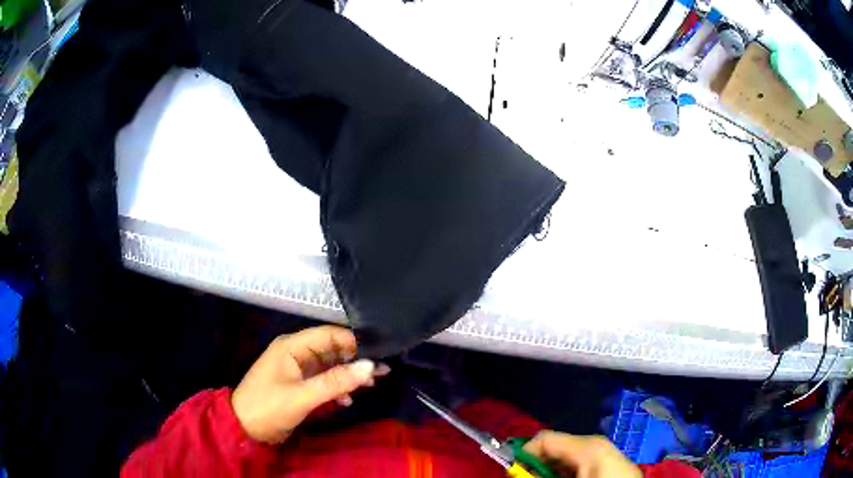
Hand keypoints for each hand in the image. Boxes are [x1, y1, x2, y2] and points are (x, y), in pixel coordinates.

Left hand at [231, 325, 388, 443]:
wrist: (243, 428)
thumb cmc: (269, 407)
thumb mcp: (303, 396)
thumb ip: (336, 381)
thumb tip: (371, 366)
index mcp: (292, 346)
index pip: (329, 335)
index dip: (354, 342)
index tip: (380, 354)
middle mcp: (295, 352)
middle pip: (331, 349)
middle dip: (355, 360)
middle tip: (383, 372)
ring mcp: (296, 369)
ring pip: (329, 366)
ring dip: (348, 375)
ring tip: (372, 385)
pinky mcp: (297, 384)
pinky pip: (322, 380)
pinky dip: (336, 388)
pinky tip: (346, 400)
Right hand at [523, 431, 641, 477]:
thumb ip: (538, 476)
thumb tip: (514, 471)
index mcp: (587, 445)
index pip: (543, 438)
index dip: (523, 455)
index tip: (513, 473)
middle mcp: (596, 443)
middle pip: (554, 448)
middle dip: (537, 465)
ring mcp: (605, 452)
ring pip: (566, 457)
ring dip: (551, 471)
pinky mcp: (609, 462)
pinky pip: (579, 464)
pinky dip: (567, 473)